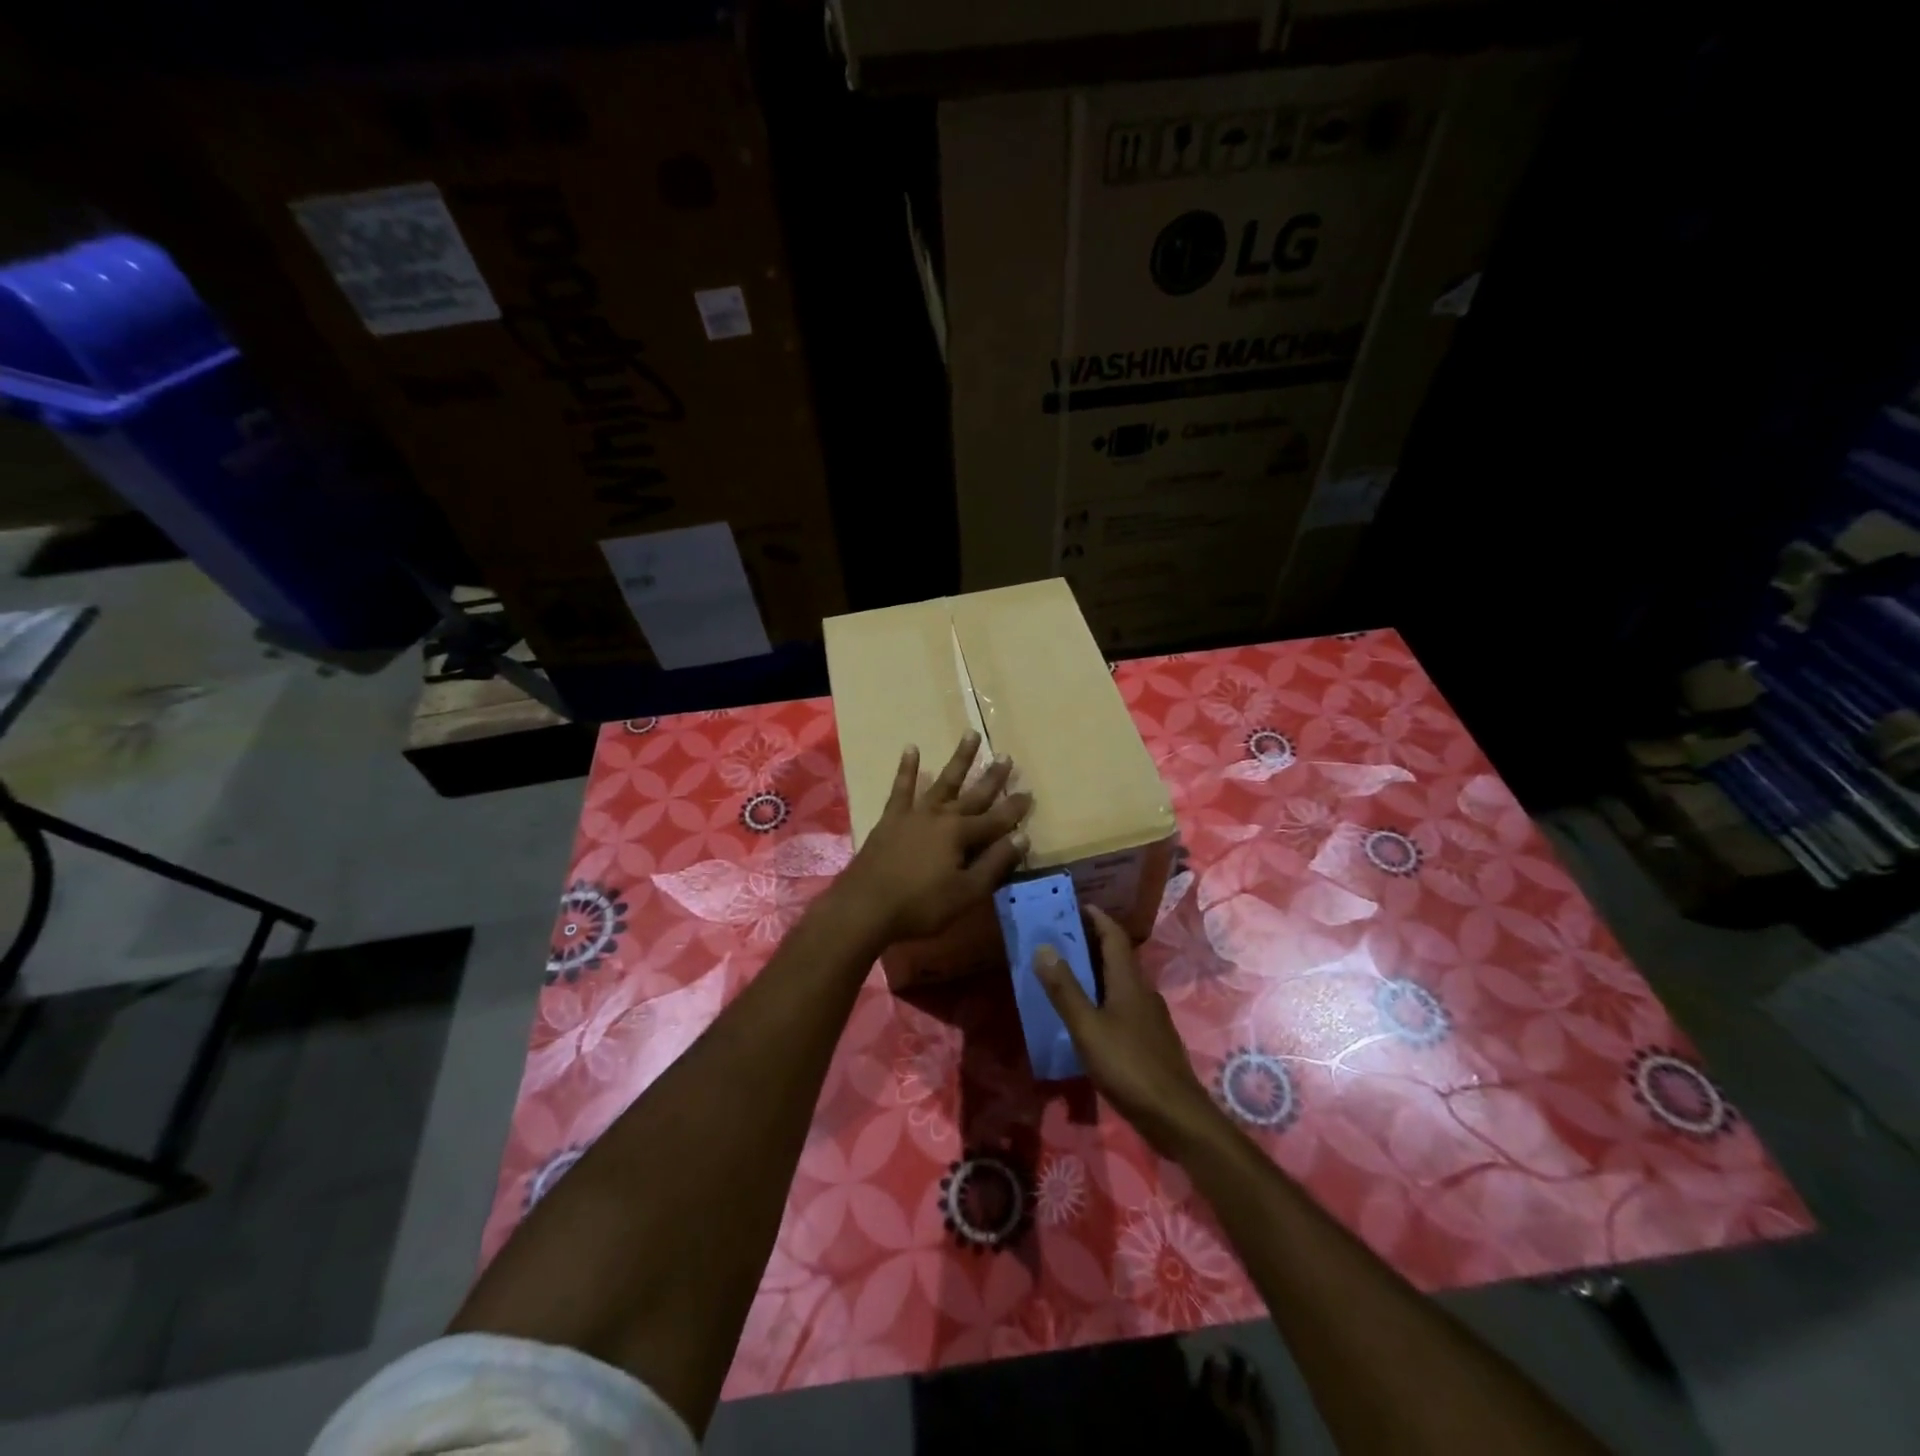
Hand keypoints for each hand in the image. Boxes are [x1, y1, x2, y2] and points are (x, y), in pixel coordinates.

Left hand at [835, 733, 1031, 945]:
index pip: (996, 819)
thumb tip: (1022, 837)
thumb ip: (994, 864)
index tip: (1030, 793)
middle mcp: (941, 816)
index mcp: (961, 834)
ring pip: (943, 781)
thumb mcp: (966, 892)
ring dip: (959, 759)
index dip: (1014, 809)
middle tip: (1007, 756)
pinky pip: (902, 787)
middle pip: (973, 794)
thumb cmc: (920, 905)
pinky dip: (908, 768)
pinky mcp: (891, 818)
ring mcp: (914, 813)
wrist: (865, 905)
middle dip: (992, 777)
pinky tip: (912, 749)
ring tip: (971, 735)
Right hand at [1035, 906, 1220, 1155]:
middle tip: (1060, 937)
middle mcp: (1142, 992)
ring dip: (1097, 972)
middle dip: (1091, 942)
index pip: (1114, 936)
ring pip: (1121, 983)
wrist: (1176, 1116)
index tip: (1075, 905)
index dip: (1097, 917)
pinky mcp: (1151, 1041)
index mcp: (1128, 981)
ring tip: (1067, 973)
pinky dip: (1104, 998)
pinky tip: (1088, 1017)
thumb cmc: (1129, 1066)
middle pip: (1118, 957)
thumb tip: (1043, 947)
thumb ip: (1065, 990)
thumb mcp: (1088, 1028)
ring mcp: (1150, 1018)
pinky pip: (1124, 1006)